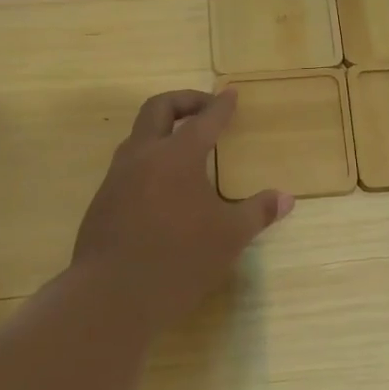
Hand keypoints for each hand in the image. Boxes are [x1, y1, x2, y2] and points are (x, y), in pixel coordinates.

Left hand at [73, 89, 294, 327]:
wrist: (112, 295)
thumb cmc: (179, 259)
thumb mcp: (229, 237)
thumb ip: (257, 212)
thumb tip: (286, 198)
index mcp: (177, 156)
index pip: (203, 121)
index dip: (221, 106)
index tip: (231, 94)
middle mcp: (143, 157)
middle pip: (158, 109)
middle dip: (183, 101)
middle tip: (204, 108)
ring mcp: (116, 178)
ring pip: (137, 137)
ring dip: (162, 132)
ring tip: (183, 148)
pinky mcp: (102, 202)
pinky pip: (127, 167)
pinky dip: (148, 162)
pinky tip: (162, 189)